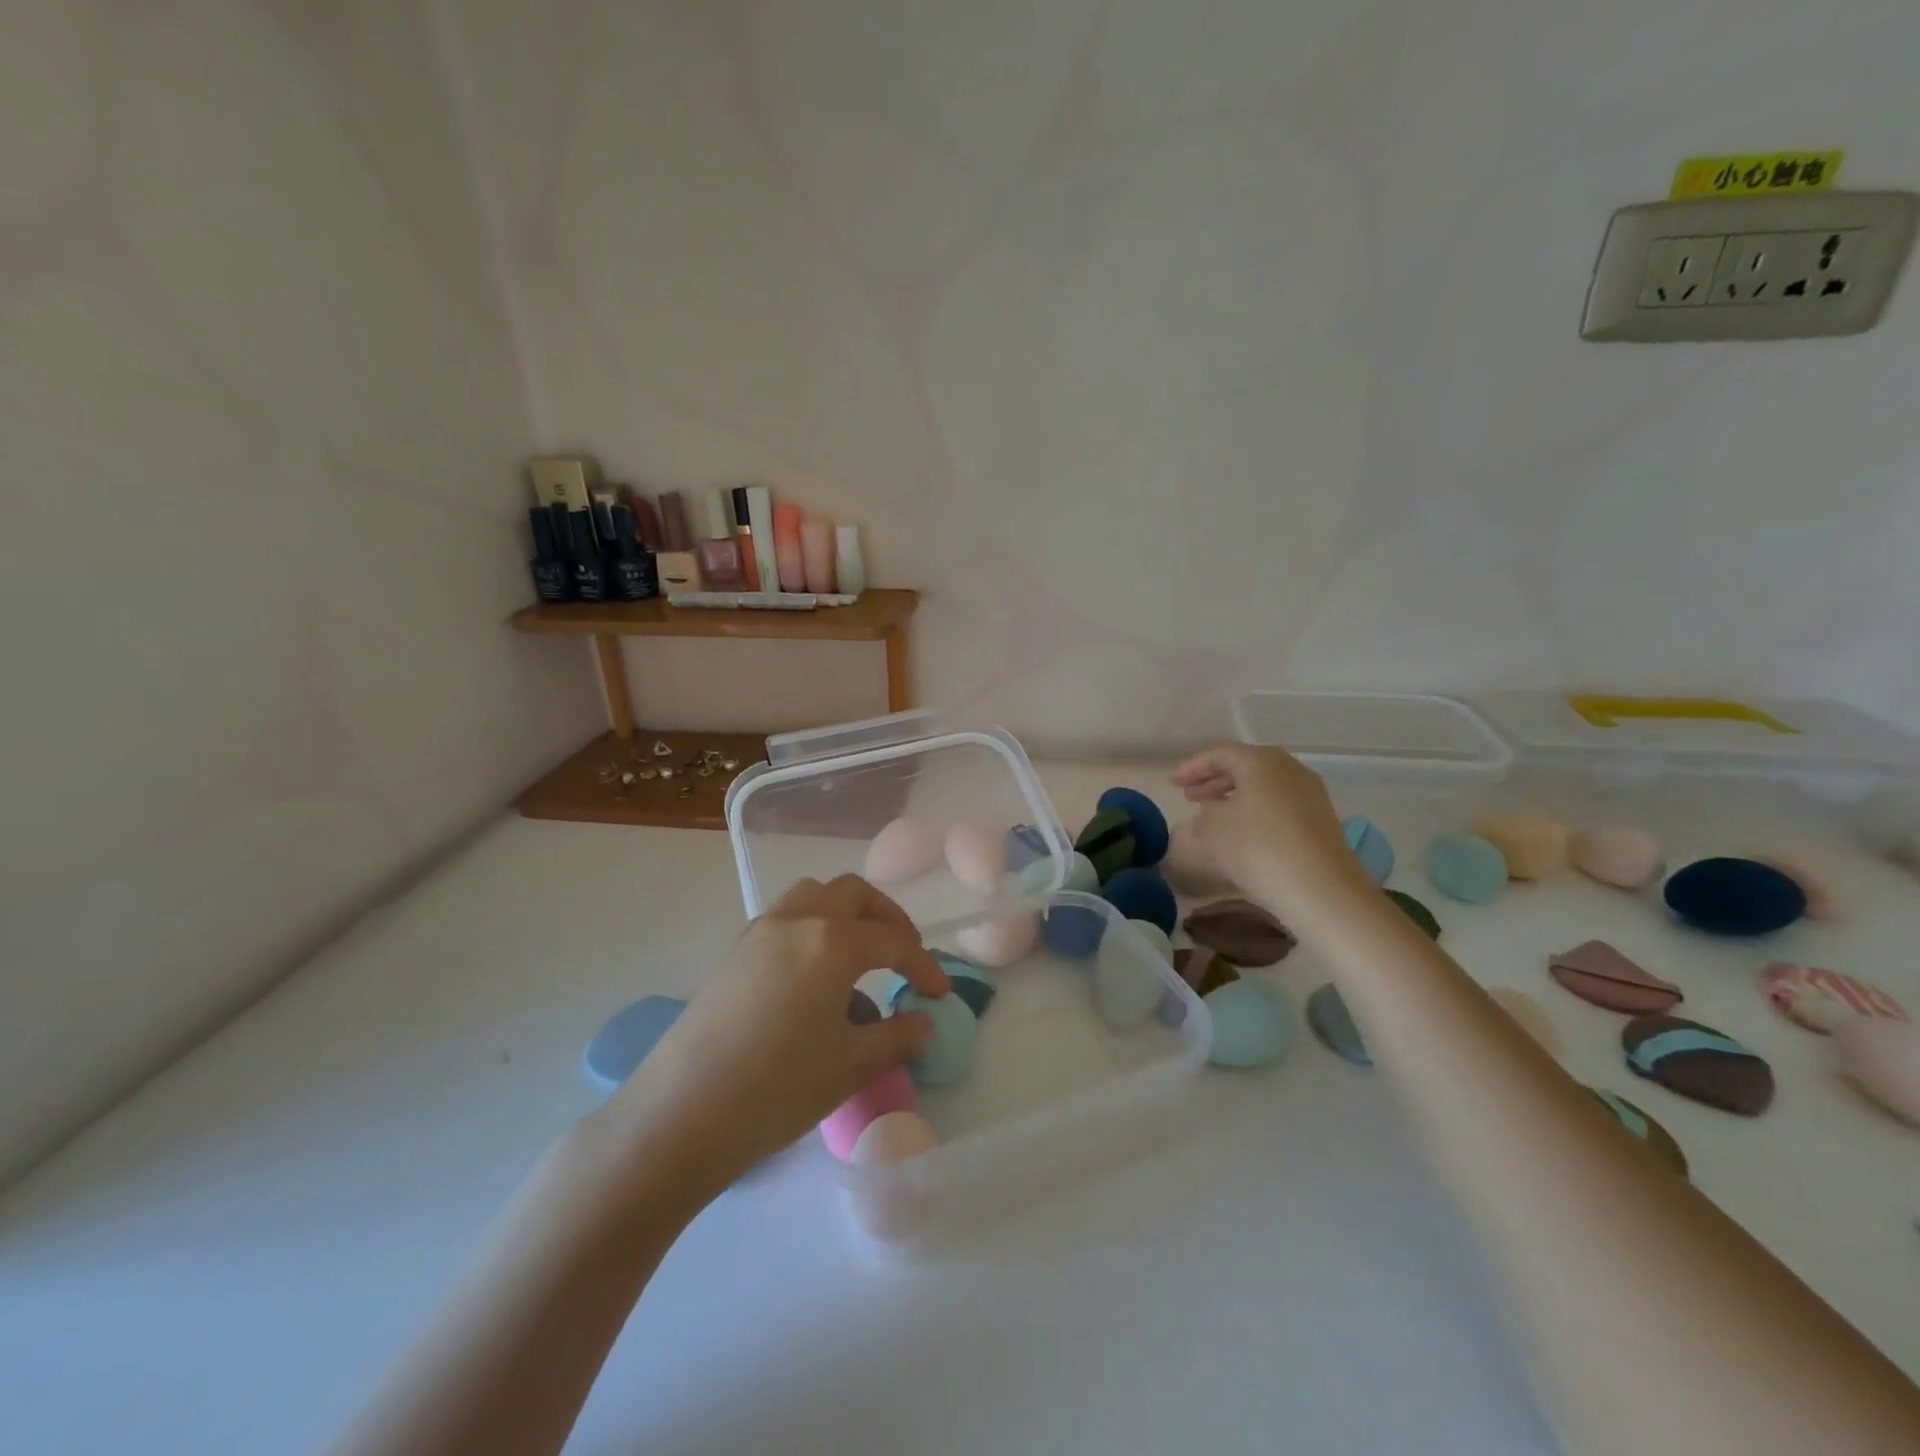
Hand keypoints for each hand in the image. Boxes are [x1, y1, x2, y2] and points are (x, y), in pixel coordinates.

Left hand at [592, 875, 949, 1204]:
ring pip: (816, 895)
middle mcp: (798, 920)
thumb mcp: (850, 1067)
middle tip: (904, 956)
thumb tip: (923, 1022)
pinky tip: (816, 973)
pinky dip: (814, 925)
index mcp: (833, 942)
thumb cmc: (776, 1090)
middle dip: (888, 919)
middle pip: (855, 895)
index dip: (923, 966)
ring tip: (861, 953)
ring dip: (847, 912)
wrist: (679, 1116)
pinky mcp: (736, 949)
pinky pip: (787, 915)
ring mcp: (761, 930)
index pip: (894, 942)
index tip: (939, 994)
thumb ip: (896, 1036)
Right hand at [1170, 745, 1367, 910]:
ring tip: (1212, 813)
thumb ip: (1204, 813)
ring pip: (1263, 786)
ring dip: (1235, 796)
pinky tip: (1243, 831)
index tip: (1172, 784)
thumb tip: (1211, 810)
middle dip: (1214, 780)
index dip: (1192, 769)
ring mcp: (1310, 793)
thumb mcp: (1212, 829)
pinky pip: (1279, 804)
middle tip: (1189, 796)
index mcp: (1261, 761)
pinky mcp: (1321, 819)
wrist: (1320, 889)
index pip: (1219, 755)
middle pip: (1245, 767)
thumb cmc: (1256, 848)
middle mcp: (1289, 768)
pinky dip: (1256, 810)